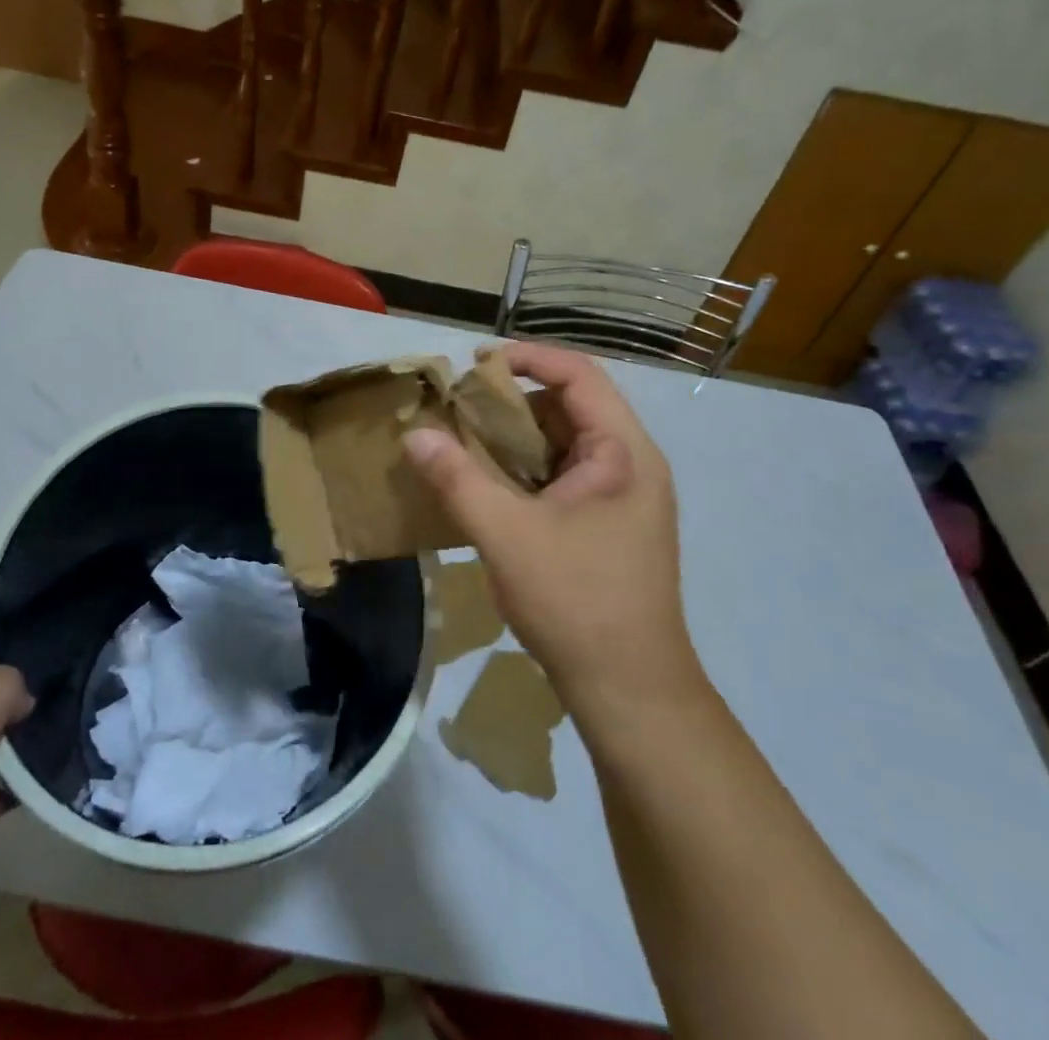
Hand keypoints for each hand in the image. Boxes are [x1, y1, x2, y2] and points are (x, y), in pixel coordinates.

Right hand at [405, 343, 706, 723]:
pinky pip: (568, 475)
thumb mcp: (506, 535)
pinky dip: (530, 469)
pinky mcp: (614, 525)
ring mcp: (627, 497)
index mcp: (623, 452)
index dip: (528, 358)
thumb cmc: (575, 601)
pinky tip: (494, 486)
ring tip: (470, 444)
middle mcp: (633, 464)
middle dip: (516, 400)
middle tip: (464, 408)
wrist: (631, 691)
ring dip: (521, 437)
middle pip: (574, 406)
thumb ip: (457, 479)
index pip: (579, 374)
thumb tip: (415, 435)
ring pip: (568, 443)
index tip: (476, 363)